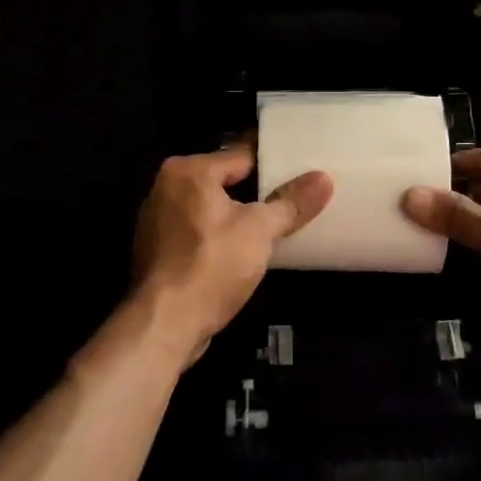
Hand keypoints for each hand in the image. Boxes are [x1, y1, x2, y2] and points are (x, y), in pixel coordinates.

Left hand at [130, 142, 332, 363]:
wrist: (164, 324)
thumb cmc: (212, 266)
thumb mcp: (260, 231)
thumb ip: (291, 202)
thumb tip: (323, 178)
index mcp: (188, 170)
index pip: (241, 156)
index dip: (274, 163)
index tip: (302, 167)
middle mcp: (166, 186)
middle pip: (224, 180)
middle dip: (255, 191)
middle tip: (293, 197)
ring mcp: (156, 219)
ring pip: (209, 207)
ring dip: (236, 215)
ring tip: (273, 224)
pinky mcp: (157, 249)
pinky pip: (196, 231)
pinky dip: (217, 235)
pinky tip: (241, 250)